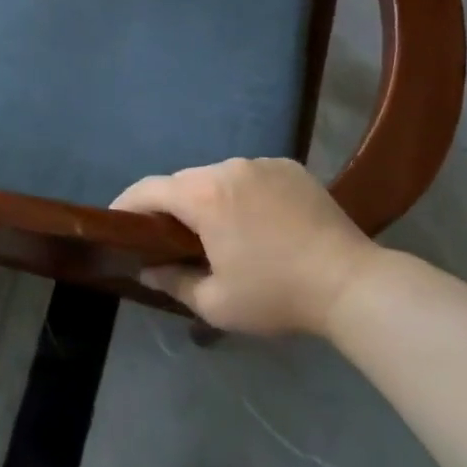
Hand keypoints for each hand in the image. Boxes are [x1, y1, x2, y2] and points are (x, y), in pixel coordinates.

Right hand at [113, 158, 374, 336]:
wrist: (351, 283)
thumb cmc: (276, 295)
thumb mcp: (215, 303)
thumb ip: (172, 281)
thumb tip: (146, 268)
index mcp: (204, 197)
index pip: (148, 189)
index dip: (126, 204)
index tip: (116, 222)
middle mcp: (228, 167)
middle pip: (184, 182)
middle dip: (170, 206)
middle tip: (169, 237)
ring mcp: (262, 163)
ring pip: (219, 176)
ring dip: (209, 199)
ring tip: (219, 231)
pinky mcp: (290, 166)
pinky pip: (251, 176)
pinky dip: (243, 194)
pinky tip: (257, 222)